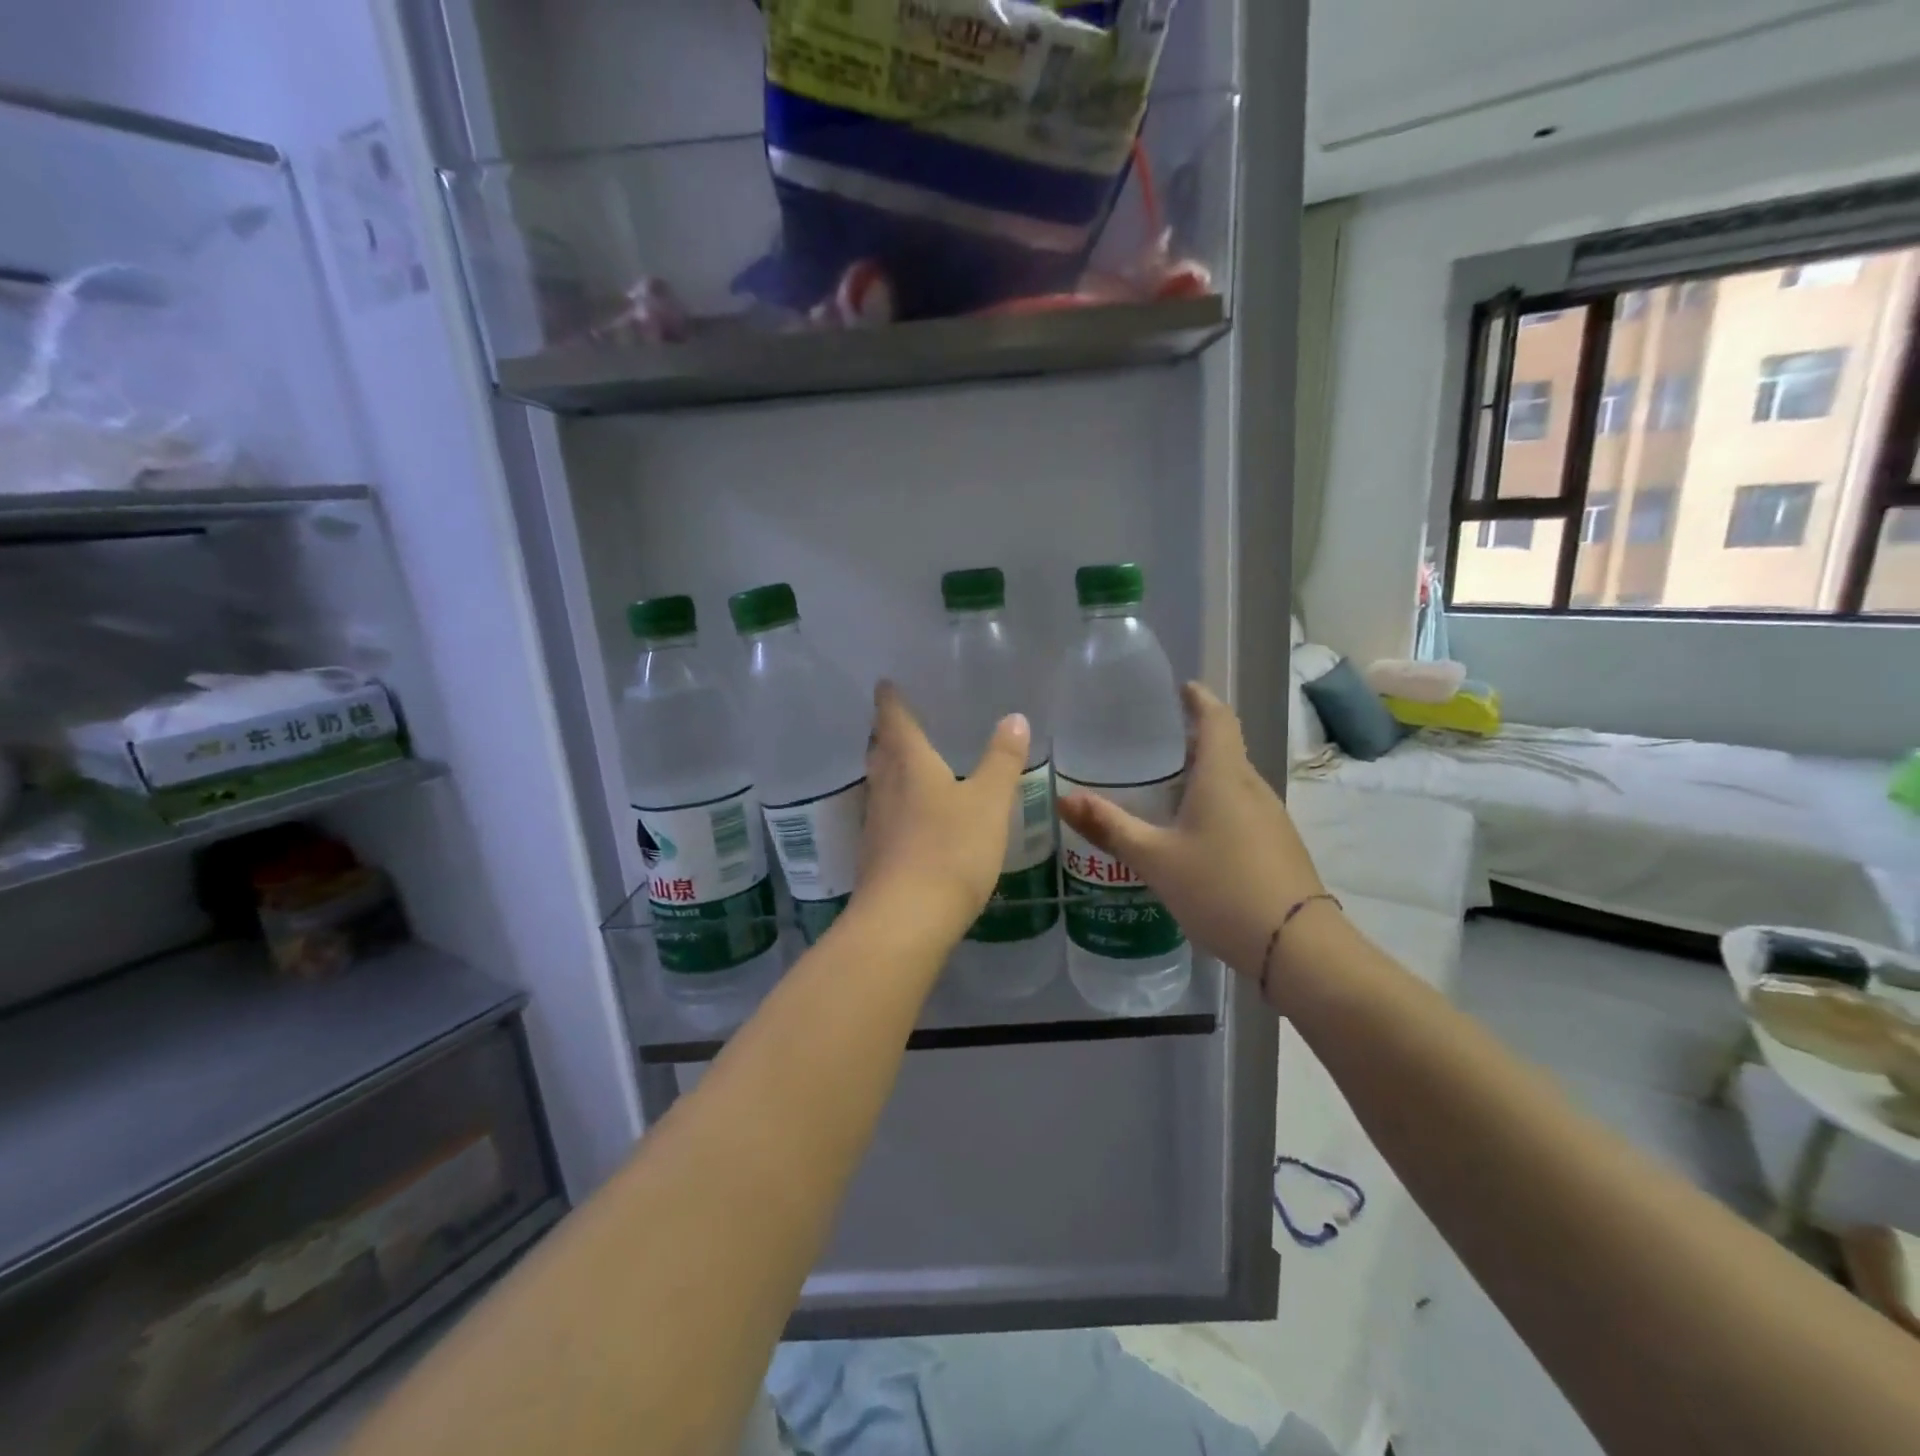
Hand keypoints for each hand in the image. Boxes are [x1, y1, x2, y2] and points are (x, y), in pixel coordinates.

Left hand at [856, 682, 1029, 941]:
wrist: (906, 919)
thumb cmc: (950, 849)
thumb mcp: (988, 802)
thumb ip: (1002, 760)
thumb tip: (1014, 717)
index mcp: (910, 765)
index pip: (895, 721)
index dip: (890, 701)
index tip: (884, 683)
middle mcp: (885, 788)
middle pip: (879, 751)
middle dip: (885, 733)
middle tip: (892, 720)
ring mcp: (876, 824)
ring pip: (879, 784)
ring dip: (886, 768)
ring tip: (902, 761)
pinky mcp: (875, 856)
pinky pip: (884, 815)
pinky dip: (894, 803)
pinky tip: (908, 816)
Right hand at [1057, 682, 1326, 979]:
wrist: (1296, 947)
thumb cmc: (1221, 889)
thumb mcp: (1155, 859)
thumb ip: (1110, 828)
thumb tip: (1063, 799)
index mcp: (1225, 777)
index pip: (1217, 718)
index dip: (1198, 699)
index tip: (1180, 688)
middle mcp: (1252, 788)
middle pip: (1225, 749)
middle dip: (1193, 739)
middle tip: (1152, 743)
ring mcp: (1270, 818)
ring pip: (1233, 781)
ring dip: (1204, 774)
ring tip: (1164, 786)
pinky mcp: (1277, 845)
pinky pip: (1241, 808)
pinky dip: (1215, 804)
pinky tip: (1192, 832)